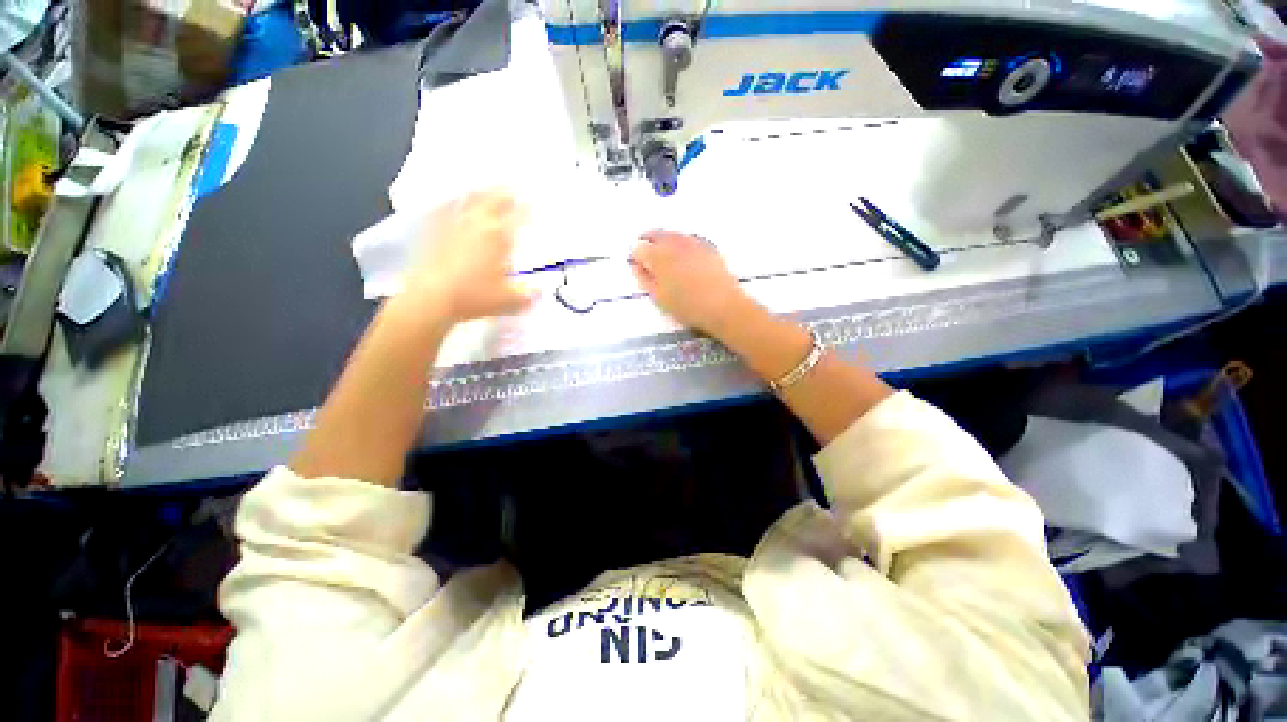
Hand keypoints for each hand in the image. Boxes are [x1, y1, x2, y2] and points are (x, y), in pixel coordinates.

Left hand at [408, 190, 535, 322]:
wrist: (432, 297)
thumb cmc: (475, 297)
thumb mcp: (510, 301)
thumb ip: (528, 294)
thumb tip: (539, 290)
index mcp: (500, 235)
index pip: (518, 215)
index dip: (527, 208)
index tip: (531, 203)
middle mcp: (477, 222)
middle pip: (494, 198)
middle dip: (505, 193)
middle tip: (512, 190)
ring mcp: (453, 221)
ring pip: (470, 197)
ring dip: (481, 193)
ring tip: (486, 191)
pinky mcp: (432, 227)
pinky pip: (445, 206)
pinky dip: (454, 202)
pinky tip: (453, 204)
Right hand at [631, 231, 751, 334]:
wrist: (723, 306)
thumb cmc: (687, 306)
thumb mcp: (659, 297)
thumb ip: (645, 279)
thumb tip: (637, 266)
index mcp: (658, 257)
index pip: (639, 249)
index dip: (635, 256)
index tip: (635, 264)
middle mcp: (674, 244)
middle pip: (656, 235)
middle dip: (648, 240)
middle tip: (644, 249)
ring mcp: (693, 243)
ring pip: (673, 234)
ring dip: (664, 239)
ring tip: (662, 249)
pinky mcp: (708, 247)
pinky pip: (689, 237)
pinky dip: (681, 240)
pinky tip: (682, 250)